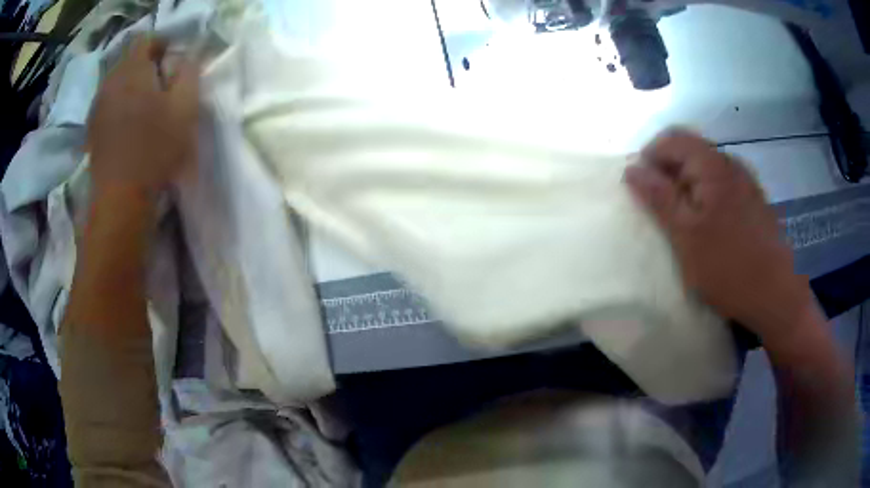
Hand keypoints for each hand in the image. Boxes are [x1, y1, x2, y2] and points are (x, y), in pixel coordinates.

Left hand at [87, 36, 198, 196]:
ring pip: (116, 82)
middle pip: (129, 60)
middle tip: (160, 86)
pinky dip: (118, 105)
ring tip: (143, 106)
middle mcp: (111, 81)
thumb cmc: (155, 149)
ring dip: (130, 86)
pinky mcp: (92, 129)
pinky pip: (107, 104)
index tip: (172, 60)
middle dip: (145, 66)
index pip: (146, 39)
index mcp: (133, 69)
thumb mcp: (185, 107)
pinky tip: (126, 125)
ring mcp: (97, 106)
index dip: (161, 44)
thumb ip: (188, 73)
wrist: (120, 198)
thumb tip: (185, 58)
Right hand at [624, 128, 814, 344]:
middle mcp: (731, 164)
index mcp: (713, 165)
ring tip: (682, 222)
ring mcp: (746, 182)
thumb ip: (658, 197)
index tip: (640, 190)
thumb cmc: (728, 267)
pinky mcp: (754, 201)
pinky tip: (708, 227)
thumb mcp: (685, 235)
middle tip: (659, 210)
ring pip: (706, 169)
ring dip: (687, 186)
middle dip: (668, 173)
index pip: (671, 139)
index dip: (649, 157)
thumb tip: (632, 168)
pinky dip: (706, 197)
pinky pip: (722, 185)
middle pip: (689, 150)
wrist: (776, 296)